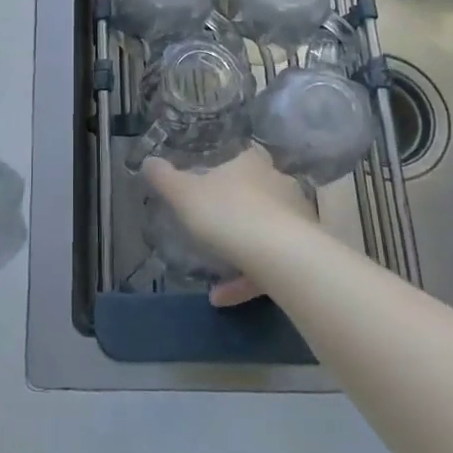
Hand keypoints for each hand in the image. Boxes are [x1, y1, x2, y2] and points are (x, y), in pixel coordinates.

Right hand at [144, 144, 318, 307]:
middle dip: (238, 208)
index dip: (229, 165)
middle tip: (214, 224)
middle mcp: (279, 184)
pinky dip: (246, 280)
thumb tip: (148, 161)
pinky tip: (222, 297)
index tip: (212, 179)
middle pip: (258, 191)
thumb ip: (165, 179)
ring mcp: (296, 219)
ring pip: (266, 230)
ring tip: (213, 275)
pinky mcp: (304, 253)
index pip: (244, 154)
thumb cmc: (228, 213)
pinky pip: (270, 264)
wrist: (281, 256)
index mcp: (252, 163)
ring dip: (241, 250)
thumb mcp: (185, 195)